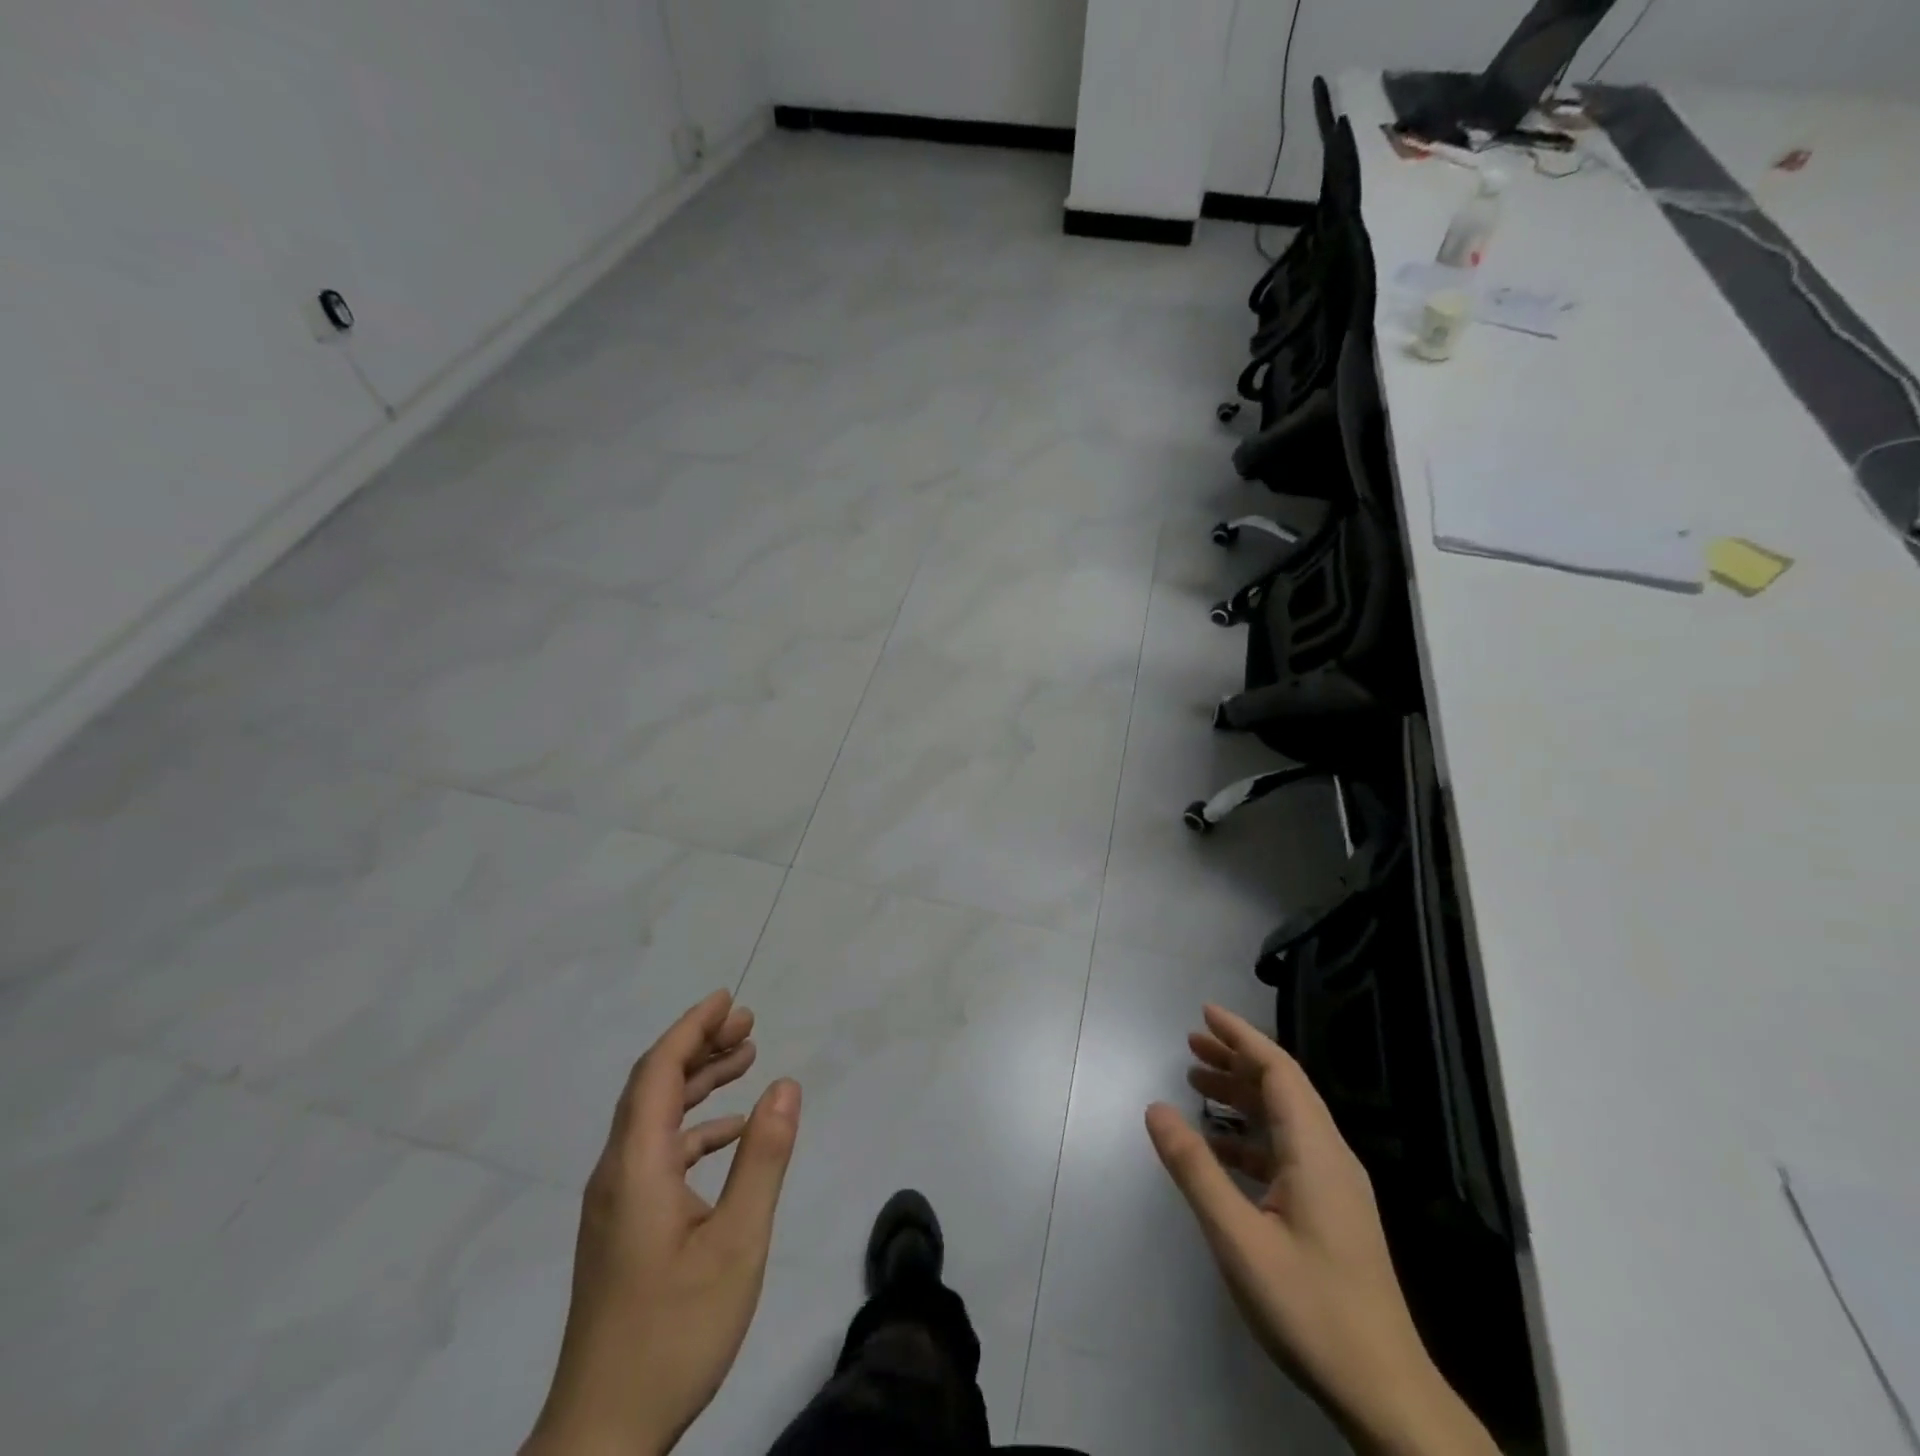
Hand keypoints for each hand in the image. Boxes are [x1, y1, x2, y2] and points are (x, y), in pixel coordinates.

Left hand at [524, 991, 800, 1455]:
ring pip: (655, 1119)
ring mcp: (616, 1203)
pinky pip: (658, 1152)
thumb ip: (763, 1159)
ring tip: (745, 1060)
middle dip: (699, 1046)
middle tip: (748, 1024)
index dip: (691, 1028)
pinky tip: (731, 1133)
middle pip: (653, 1086)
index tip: (728, 1000)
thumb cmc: (674, 1332)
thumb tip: (786, 1085)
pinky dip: (695, 1128)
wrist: (602, 1436)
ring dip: (697, 1083)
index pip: (658, 1071)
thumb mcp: (737, 1243)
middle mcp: (617, 1173)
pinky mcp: (623, 1228)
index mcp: (635, 1166)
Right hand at [1146, 1005, 1495, 1455]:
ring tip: (1196, 1084)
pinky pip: (1287, 1150)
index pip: (1279, 1071)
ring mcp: (1335, 1186)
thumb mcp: (1239, 1239)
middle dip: (1236, 1061)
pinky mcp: (1332, 1212)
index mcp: (1315, 1152)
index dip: (1242, 1038)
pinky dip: (1251, 1135)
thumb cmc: (1310, 1309)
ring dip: (1242, 1096)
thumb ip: (1196, 1169)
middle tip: (1190, 1045)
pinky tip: (1221, 1148)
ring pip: (1285, 1119)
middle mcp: (1330, 1157)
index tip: (1205, 1013)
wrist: (1385, 1394)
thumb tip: (1155, 1108)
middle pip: (1282, 1088)